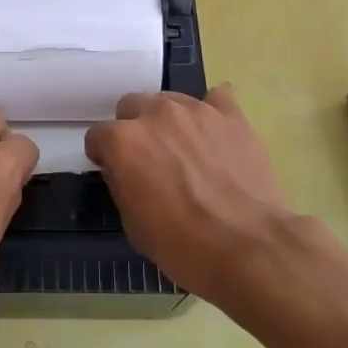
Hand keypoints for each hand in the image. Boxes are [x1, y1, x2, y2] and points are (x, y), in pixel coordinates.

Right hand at [85, 86, 297, 305]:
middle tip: (151, 161)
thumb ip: (122, 185)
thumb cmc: (184, 246)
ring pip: (170, 101)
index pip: (98, 136)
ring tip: (187, 151)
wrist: (250, 248)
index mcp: (124, 141)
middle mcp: (155, 113)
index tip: (116, 173)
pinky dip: (211, 114)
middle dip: (135, 130)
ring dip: (169, 122)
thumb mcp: (134, 226)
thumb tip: (124, 171)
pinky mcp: (231, 114)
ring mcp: (195, 109)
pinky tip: (216, 136)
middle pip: (132, 106)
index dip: (104, 156)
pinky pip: (215, 100)